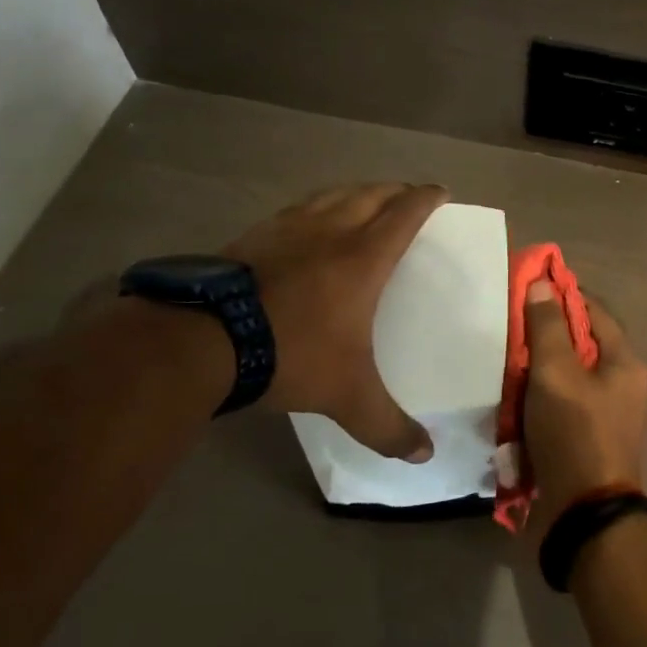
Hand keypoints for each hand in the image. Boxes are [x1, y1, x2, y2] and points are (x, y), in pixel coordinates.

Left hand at [223, 183, 447, 460]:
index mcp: (364, 257)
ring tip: (365, 201)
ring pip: (333, 194)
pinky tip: (309, 223)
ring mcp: (289, 228)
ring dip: (357, 192)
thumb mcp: (347, 397)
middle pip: (372, 194)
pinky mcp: (255, 234)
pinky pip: (299, 208)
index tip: (442, 192)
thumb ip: (388, 426)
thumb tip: (425, 456)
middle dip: (396, 190)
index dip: (427, 198)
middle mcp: (331, 231)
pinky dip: (318, 206)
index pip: (405, 213)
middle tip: (409, 197)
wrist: (204, 340)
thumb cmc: (291, 354)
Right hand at [520, 283, 646, 537]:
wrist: (584, 514)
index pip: (594, 310)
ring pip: (567, 376)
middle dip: (545, 335)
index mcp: (624, 362)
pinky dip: (538, 399)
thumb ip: (548, 327)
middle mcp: (621, 383)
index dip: (564, 294)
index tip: (529, 286)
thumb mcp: (556, 373)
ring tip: (504, 361)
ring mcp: (605, 413)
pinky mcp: (586, 438)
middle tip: (509, 327)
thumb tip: (542, 284)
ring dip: (537, 369)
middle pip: (580, 344)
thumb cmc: (574, 432)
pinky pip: (560, 405)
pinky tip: (512, 399)